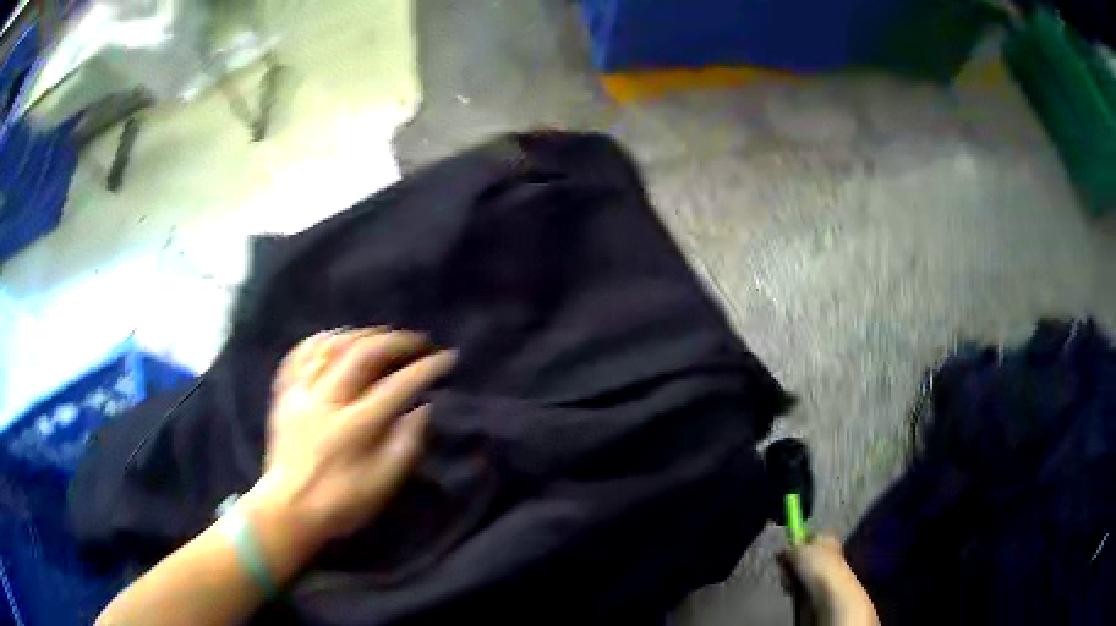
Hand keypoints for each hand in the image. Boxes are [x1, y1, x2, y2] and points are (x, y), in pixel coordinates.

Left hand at [246, 327, 455, 551]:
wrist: (287, 509)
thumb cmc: (340, 502)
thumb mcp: (382, 485)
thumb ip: (405, 444)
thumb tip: (423, 409)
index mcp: (354, 426)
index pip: (397, 386)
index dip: (425, 368)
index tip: (447, 358)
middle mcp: (327, 400)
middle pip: (363, 353)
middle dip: (396, 341)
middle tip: (417, 341)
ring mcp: (301, 393)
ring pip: (331, 346)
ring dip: (361, 334)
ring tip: (382, 336)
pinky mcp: (284, 394)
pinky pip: (299, 354)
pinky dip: (320, 340)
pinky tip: (335, 339)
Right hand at [779, 535, 879, 625]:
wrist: (830, 591)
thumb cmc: (817, 565)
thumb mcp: (797, 551)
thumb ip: (787, 548)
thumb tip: (780, 550)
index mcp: (826, 536)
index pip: (807, 536)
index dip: (794, 543)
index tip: (783, 552)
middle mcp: (827, 550)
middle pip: (801, 555)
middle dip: (790, 563)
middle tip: (785, 569)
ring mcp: (823, 569)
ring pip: (799, 571)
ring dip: (790, 577)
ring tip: (789, 582)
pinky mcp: (819, 585)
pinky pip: (801, 584)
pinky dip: (795, 587)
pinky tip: (792, 590)